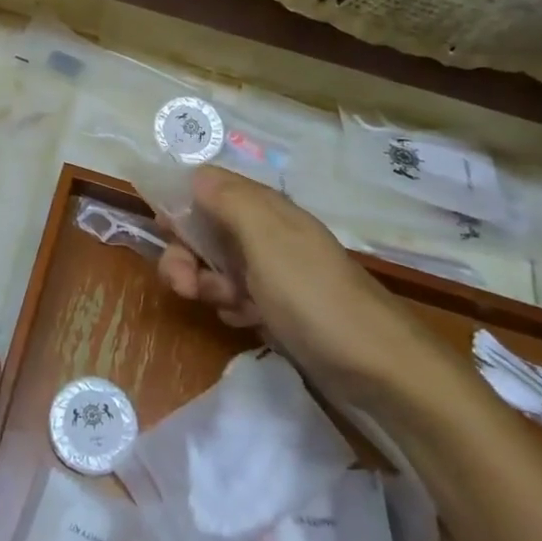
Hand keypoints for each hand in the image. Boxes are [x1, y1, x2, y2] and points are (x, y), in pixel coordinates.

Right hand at [156, 167, 444, 405]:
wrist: (379, 368)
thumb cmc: (313, 297)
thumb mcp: (267, 239)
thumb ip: (229, 200)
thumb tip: (196, 173)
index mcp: (265, 209)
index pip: (209, 188)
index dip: (181, 203)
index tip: (162, 230)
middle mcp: (268, 234)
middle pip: (207, 230)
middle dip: (186, 253)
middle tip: (182, 284)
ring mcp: (275, 273)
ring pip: (218, 266)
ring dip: (206, 284)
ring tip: (221, 307)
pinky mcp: (281, 309)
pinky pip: (238, 298)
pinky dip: (232, 308)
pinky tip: (242, 322)